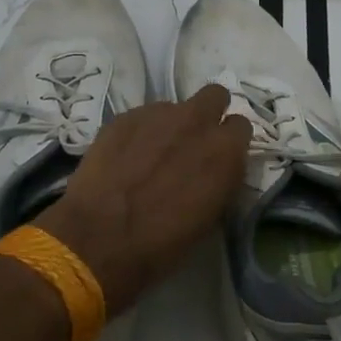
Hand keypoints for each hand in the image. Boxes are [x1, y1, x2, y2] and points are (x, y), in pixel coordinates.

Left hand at [36, 84, 251, 314]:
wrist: (99, 239)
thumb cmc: (162, 244)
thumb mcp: (209, 217)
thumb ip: (219, 179)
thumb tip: (215, 168)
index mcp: (225, 151)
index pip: (242, 126)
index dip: (229, 141)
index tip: (219, 156)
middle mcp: (197, 122)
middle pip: (215, 95)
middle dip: (208, 113)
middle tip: (193, 141)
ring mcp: (158, 113)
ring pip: (175, 107)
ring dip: (171, 124)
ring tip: (152, 153)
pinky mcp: (125, 116)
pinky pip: (143, 115)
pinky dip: (140, 131)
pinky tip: (126, 156)